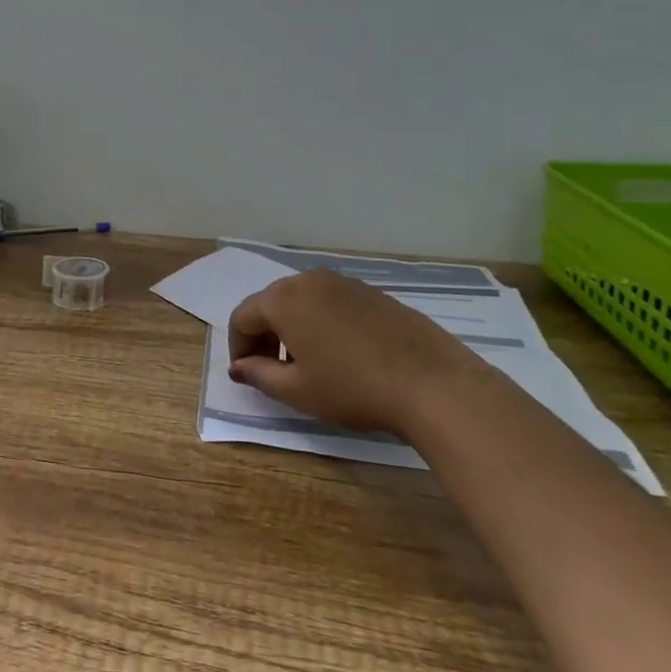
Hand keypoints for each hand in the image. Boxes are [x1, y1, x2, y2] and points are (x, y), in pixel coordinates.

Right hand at [227, 269, 490, 436]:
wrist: (433, 384)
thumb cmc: (352, 388)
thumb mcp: (297, 390)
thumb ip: (259, 375)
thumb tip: (240, 366)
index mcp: (282, 299)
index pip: (242, 317)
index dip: (238, 347)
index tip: (247, 374)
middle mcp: (308, 280)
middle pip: (270, 304)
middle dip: (264, 335)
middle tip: (271, 370)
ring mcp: (343, 282)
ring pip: (302, 301)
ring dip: (292, 328)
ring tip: (307, 364)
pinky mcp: (372, 292)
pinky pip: (331, 303)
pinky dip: (321, 323)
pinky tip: (341, 354)